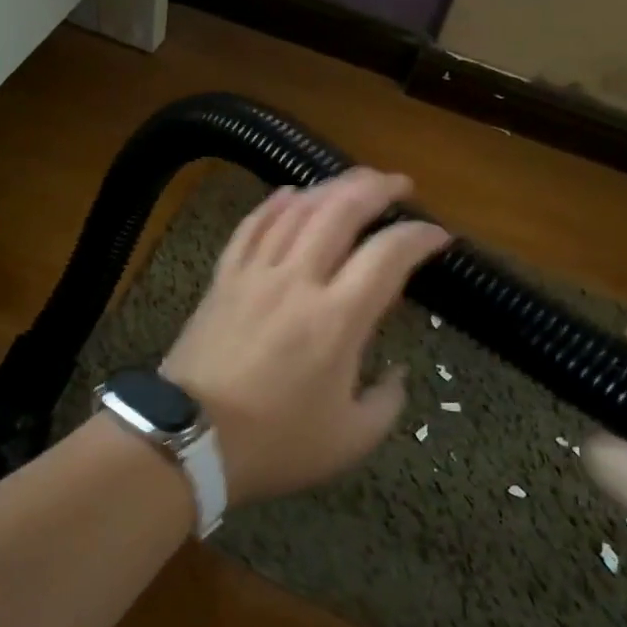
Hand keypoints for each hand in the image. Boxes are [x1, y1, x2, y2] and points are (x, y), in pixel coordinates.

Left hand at [162, 169, 450, 507]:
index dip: (419, 236)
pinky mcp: (223, 279)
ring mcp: (255, 274)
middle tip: (399, 184)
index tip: (438, 236)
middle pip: (339, 210)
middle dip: (376, 188)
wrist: (188, 441)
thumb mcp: (350, 440)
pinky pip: (251, 227)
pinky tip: (289, 194)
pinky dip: (274, 205)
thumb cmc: (274, 444)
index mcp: (336, 319)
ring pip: (295, 210)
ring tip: (353, 182)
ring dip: (329, 187)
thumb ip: (386, 402)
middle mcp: (297, 281)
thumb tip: (395, 372)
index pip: (388, 255)